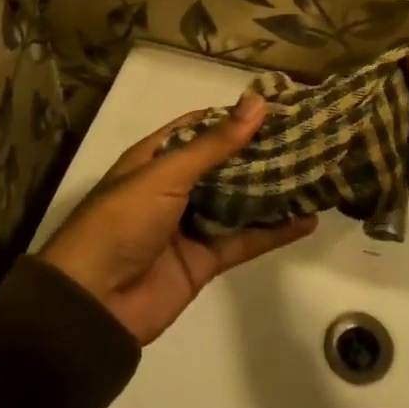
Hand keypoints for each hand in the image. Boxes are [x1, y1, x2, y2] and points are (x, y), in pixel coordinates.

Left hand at [40, 95, 315, 345]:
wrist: (93, 304)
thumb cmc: (122, 221)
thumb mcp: (166, 174)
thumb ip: (215, 144)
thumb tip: (257, 102)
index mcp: (156, 158)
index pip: (202, 126)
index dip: (237, 116)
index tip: (279, 106)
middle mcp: (175, 187)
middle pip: (226, 163)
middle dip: (263, 151)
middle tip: (308, 136)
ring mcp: (191, 224)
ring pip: (240, 200)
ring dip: (273, 188)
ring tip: (315, 171)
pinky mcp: (205, 260)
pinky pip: (245, 240)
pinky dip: (275, 231)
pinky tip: (307, 219)